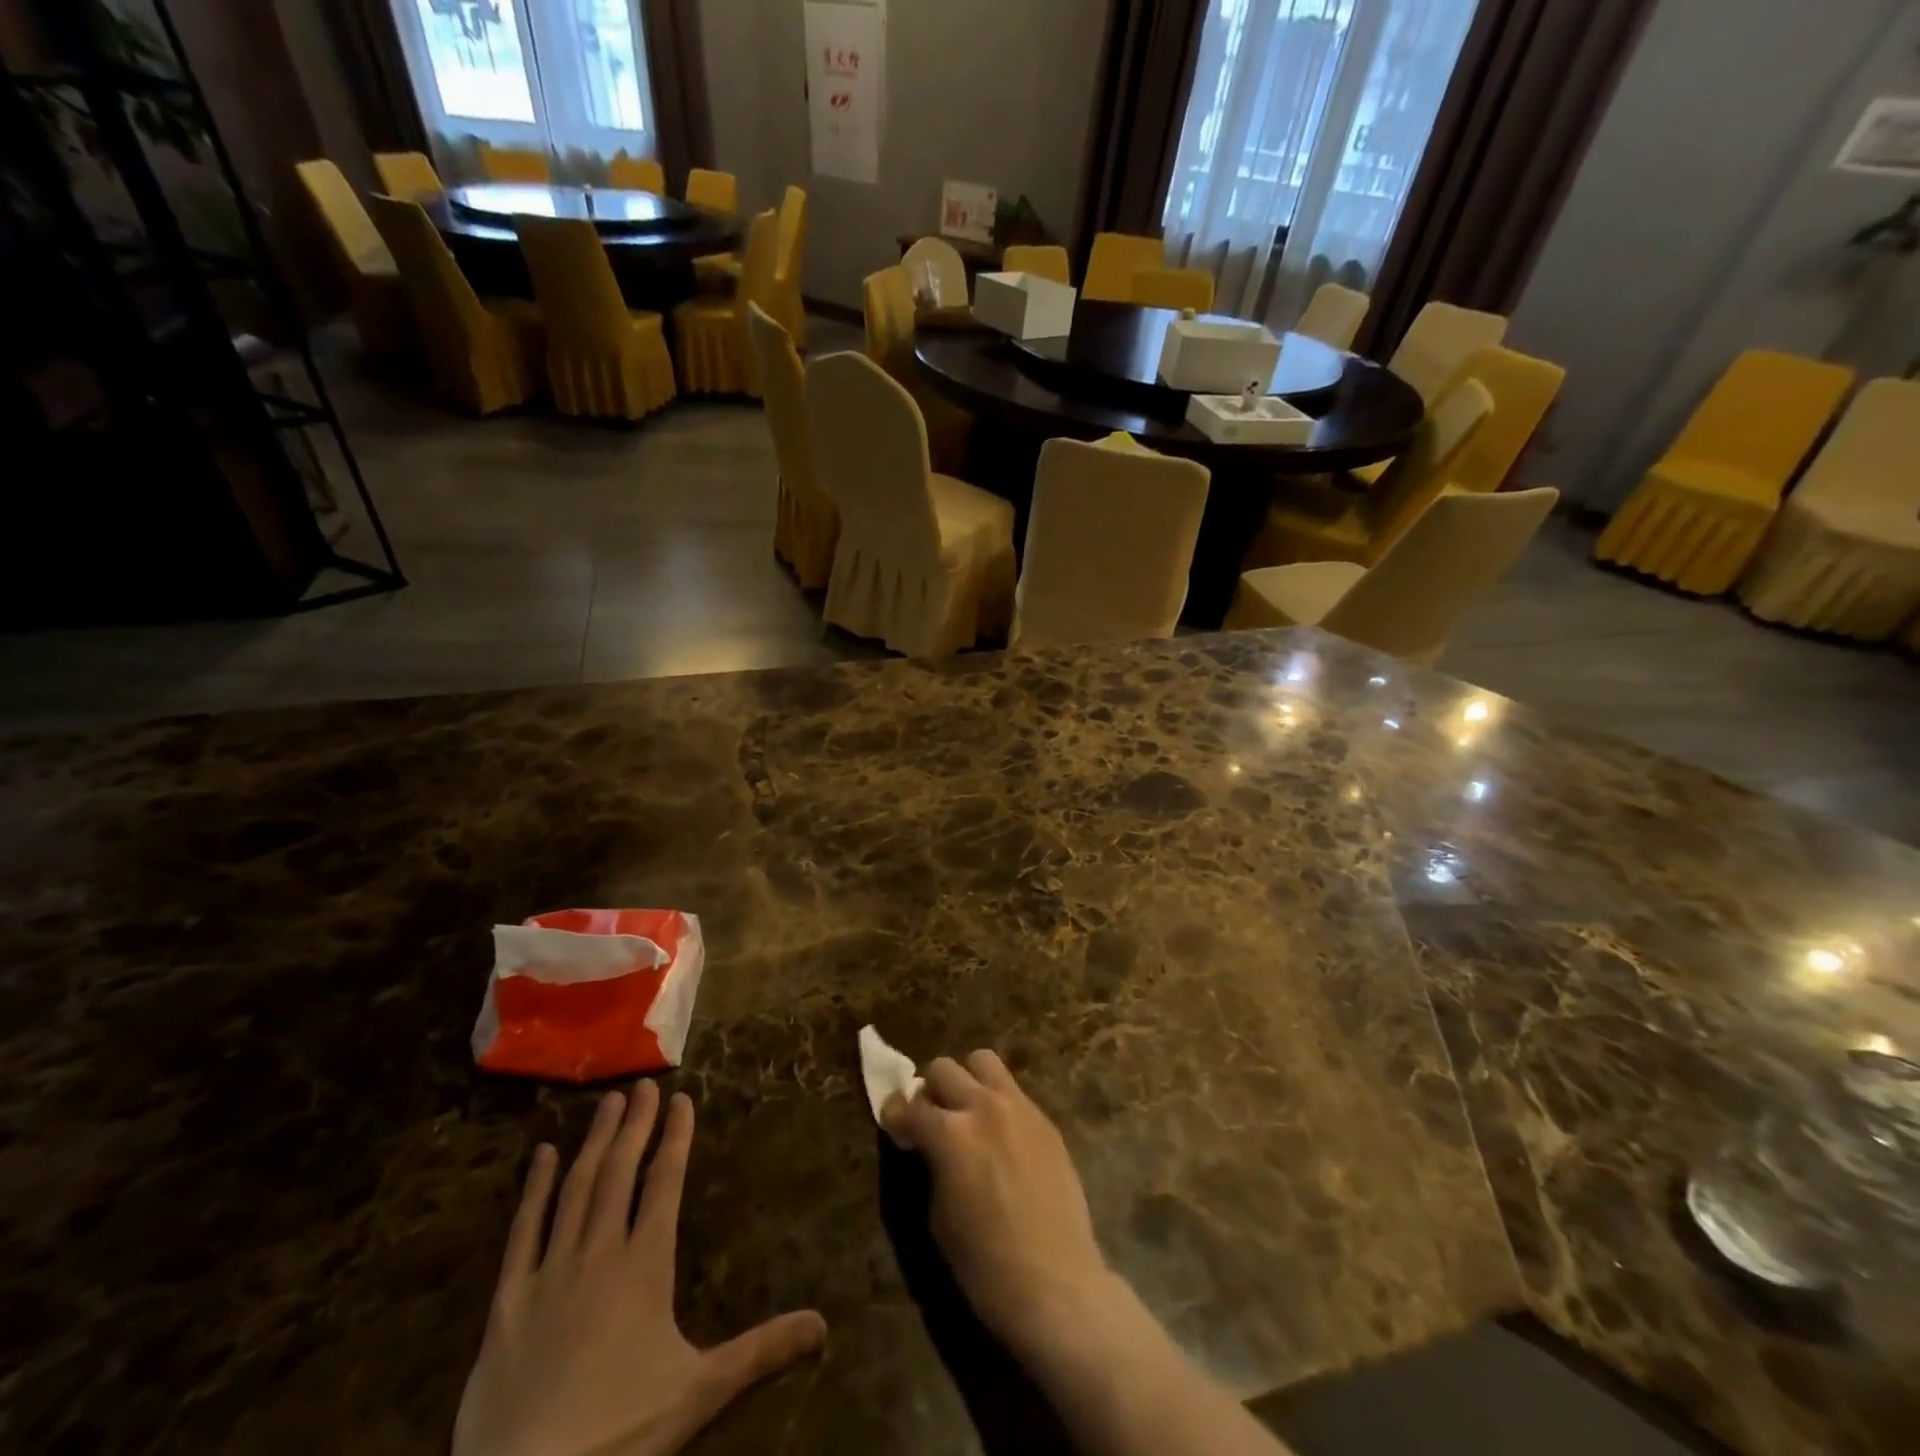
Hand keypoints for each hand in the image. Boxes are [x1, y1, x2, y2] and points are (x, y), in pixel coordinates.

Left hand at [454, 1084, 827, 1455]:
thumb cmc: (621, 1431)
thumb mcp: (700, 1392)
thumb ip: (761, 1352)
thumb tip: (825, 1326)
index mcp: (645, 1264)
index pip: (666, 1182)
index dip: (676, 1138)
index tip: (682, 1098)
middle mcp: (599, 1252)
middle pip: (620, 1172)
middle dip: (635, 1124)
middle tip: (643, 1084)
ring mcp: (549, 1272)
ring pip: (576, 1189)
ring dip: (594, 1142)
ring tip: (606, 1102)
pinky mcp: (507, 1301)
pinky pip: (522, 1233)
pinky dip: (533, 1190)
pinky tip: (541, 1156)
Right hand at [882, 1051, 1118, 1360]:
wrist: (1057, 1284)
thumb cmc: (986, 1266)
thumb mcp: (939, 1217)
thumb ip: (931, 1165)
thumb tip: (928, 1145)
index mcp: (950, 1134)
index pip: (910, 1106)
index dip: (896, 1116)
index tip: (894, 1126)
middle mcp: (983, 1107)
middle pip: (943, 1068)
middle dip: (929, 1091)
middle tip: (931, 1120)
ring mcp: (1019, 1107)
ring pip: (982, 1061)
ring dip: (966, 1080)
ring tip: (967, 1113)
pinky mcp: (1045, 1119)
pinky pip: (1013, 1090)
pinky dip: (997, 1101)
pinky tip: (1000, 1136)